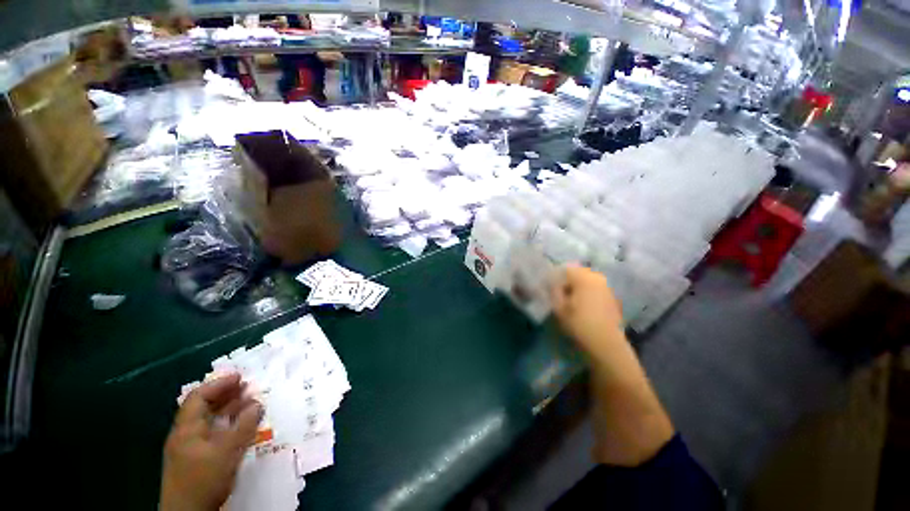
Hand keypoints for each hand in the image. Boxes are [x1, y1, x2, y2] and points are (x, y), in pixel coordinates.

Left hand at [160, 374, 262, 510]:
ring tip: (248, 402)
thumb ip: (243, 427)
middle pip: (203, 407)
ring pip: (208, 420)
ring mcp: (189, 447)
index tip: (240, 377)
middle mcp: (185, 433)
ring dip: (227, 409)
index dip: (219, 384)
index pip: (199, 397)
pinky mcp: (196, 458)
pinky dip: (226, 423)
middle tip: (248, 387)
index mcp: (186, 428)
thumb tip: (257, 404)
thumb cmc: (204, 479)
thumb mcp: (227, 453)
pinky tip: (239, 425)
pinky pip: (211, 432)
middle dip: (225, 394)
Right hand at [550, 263, 624, 358]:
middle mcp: (597, 278)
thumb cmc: (579, 323)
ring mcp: (607, 287)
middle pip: (577, 274)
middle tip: (558, 295)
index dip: (555, 278)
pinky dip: (587, 294)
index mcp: (584, 277)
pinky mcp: (612, 298)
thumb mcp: (558, 307)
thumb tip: (551, 284)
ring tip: (570, 302)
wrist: (606, 343)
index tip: (549, 289)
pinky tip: (582, 307)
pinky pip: (595, 290)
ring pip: (587, 282)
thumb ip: (553, 291)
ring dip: (577, 288)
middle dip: (567, 282)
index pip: (565, 269)